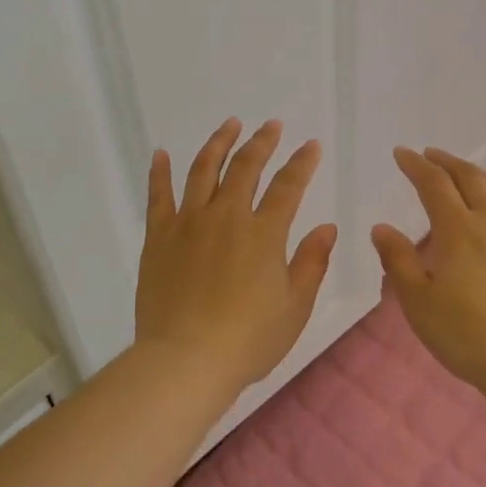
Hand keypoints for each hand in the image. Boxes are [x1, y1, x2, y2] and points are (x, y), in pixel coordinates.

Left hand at [136, 118, 337, 392]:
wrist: (185, 361)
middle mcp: (227, 216)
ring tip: (230, 125)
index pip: (288, 186)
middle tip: (271, 125)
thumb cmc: (248, 340)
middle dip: (262, 142)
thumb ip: (312, 262)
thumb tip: (327, 227)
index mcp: (264, 233)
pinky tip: (161, 153)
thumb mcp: (295, 307)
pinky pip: (158, 196)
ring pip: (204, 170)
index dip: (302, 163)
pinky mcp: (158, 237)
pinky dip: (160, 171)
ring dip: (219, 143)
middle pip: (246, 167)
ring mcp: (188, 223)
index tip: (310, 145)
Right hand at [371, 147, 485, 392]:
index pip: (434, 183)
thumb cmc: (465, 334)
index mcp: (458, 229)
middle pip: (469, 177)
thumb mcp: (417, 301)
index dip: (416, 165)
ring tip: (465, 173)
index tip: (402, 153)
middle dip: (446, 161)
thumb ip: (398, 260)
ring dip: (477, 173)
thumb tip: (382, 228)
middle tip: (430, 155)